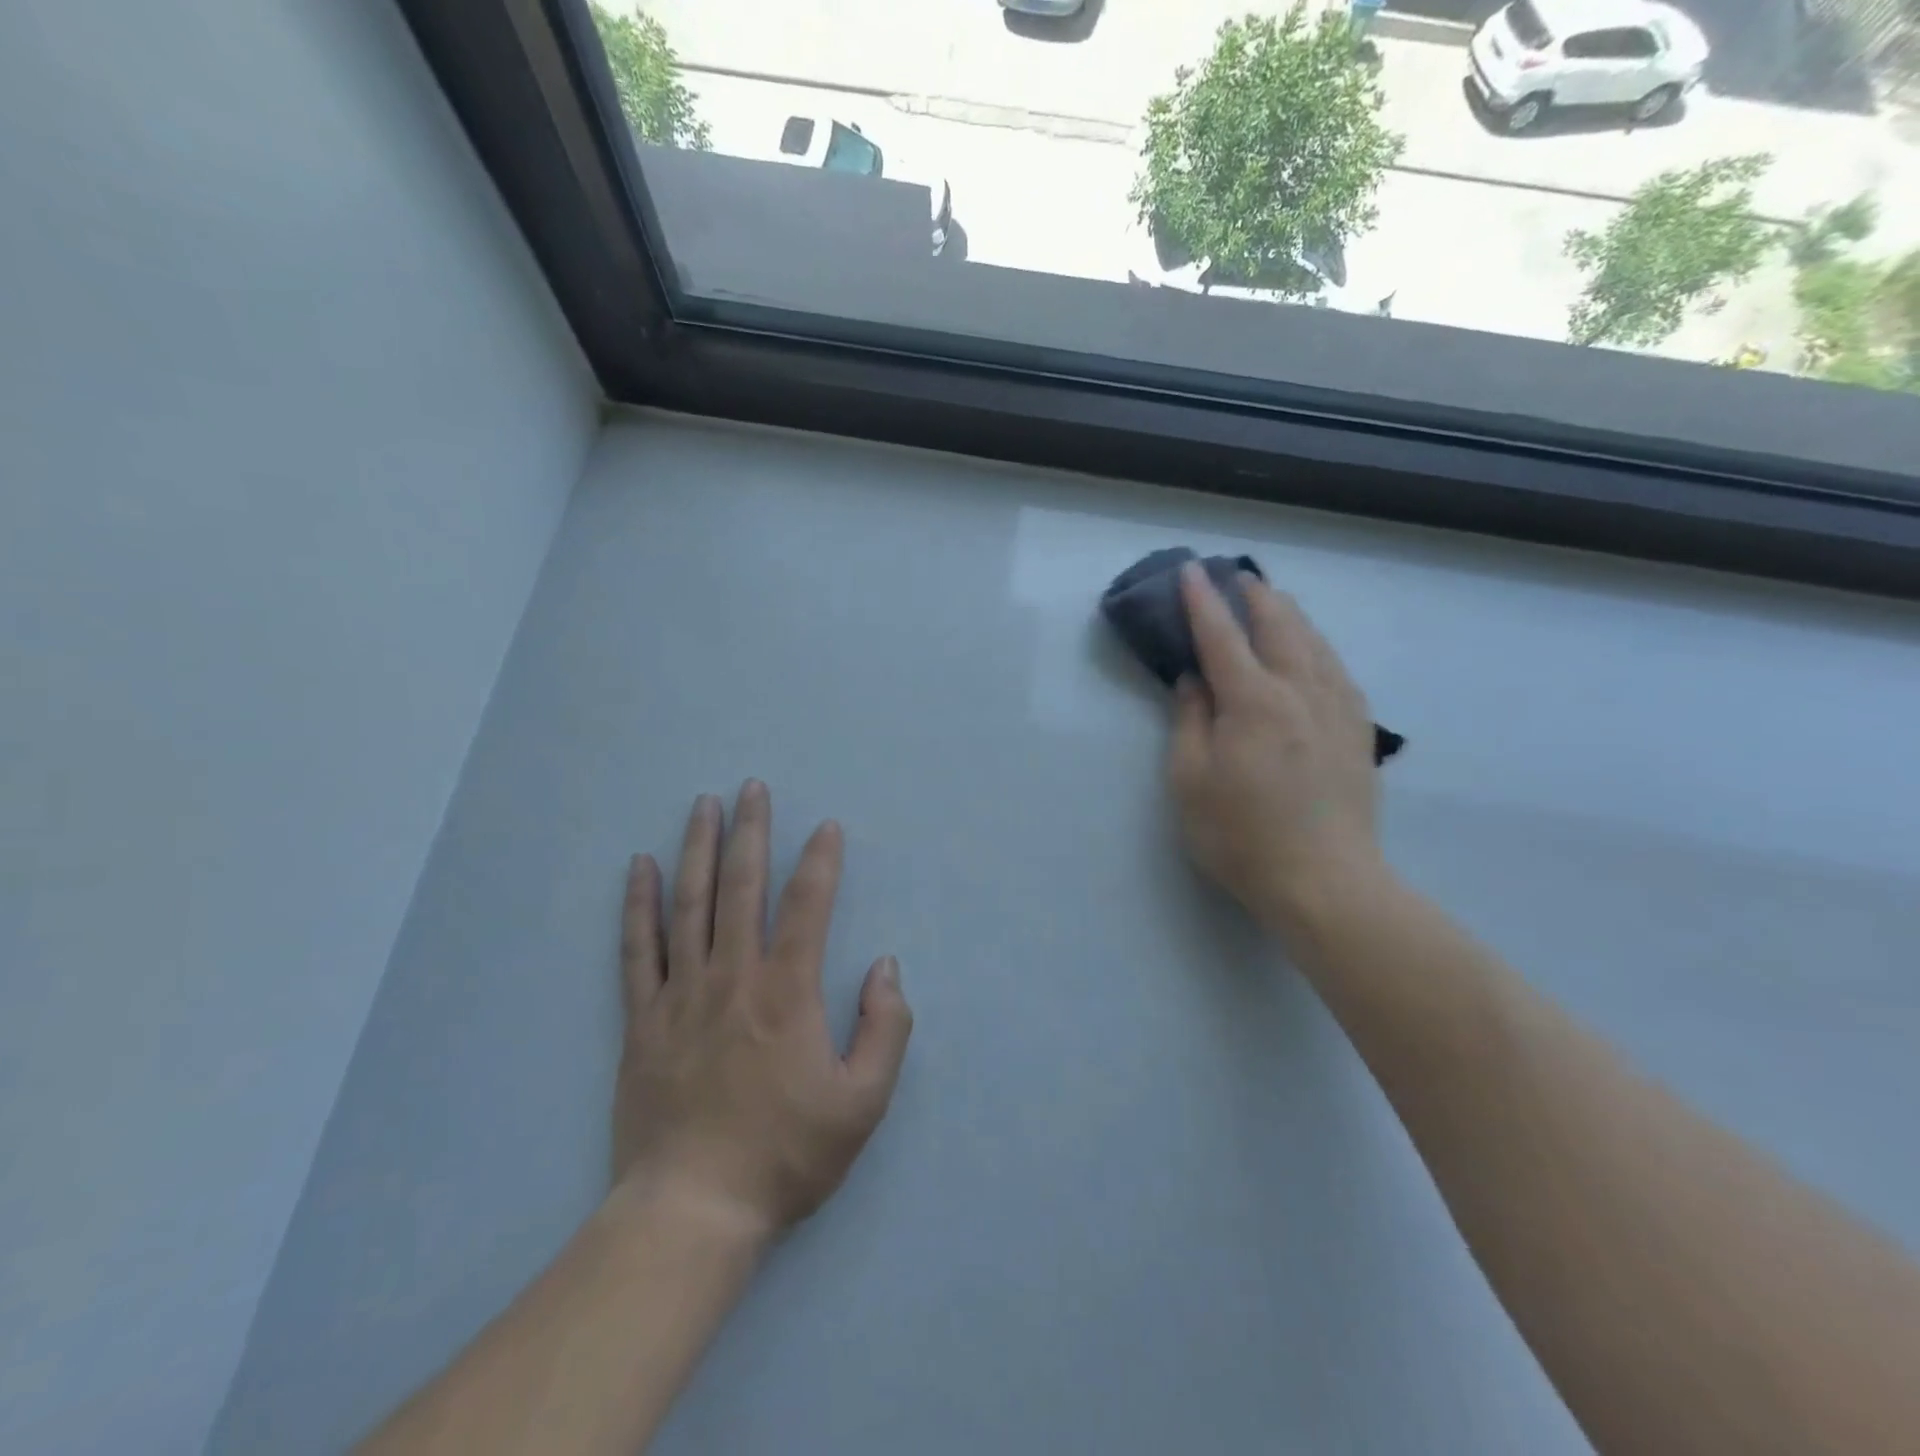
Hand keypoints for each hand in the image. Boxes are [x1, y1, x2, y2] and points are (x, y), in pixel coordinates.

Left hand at [611, 782, 912, 1241]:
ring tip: (705, 804)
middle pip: (742, 887)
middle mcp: (733, 977)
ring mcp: (682, 994)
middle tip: (754, 787)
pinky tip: (640, 867)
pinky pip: (638, 949)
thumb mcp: (864, 1103)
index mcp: (788, 992)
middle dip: (752, 831)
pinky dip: (639, 904)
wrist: (692, 1212)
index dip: (821, 861)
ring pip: (690, 904)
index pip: (807, 906)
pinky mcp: (643, 1019)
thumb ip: (885, 1028)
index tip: (827, 827)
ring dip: (700, 849)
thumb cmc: (786, 1156)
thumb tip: (885, 966)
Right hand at [1166, 562, 1385, 938]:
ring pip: (1314, 640)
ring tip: (1269, 602)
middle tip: (1232, 578)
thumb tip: (1193, 680)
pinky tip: (1309, 651)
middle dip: (1252, 594)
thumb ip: (1190, 721)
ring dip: (1287, 613)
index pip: (1222, 635)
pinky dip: (1314, 645)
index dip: (1202, 600)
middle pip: (1279, 623)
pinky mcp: (1357, 729)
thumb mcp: (1190, 781)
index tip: (1191, 570)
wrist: (1324, 882)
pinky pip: (1336, 667)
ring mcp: (1337, 707)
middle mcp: (1300, 690)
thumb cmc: (1240, 835)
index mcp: (1253, 700)